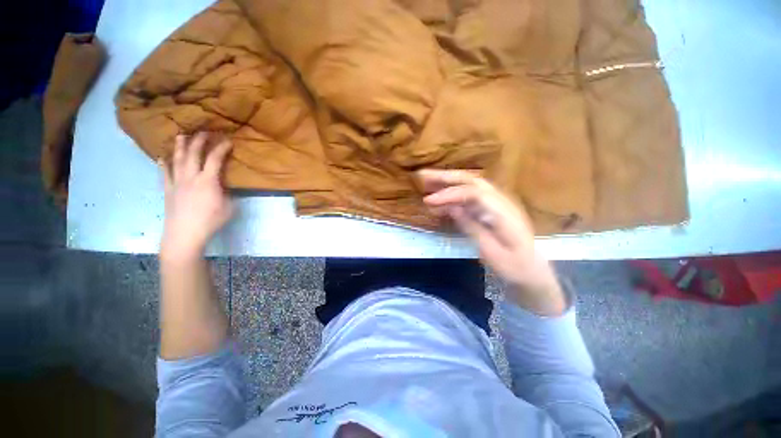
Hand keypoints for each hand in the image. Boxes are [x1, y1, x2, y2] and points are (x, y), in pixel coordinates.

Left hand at [159, 133, 233, 261]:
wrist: (185, 234)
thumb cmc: (211, 221)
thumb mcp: (229, 207)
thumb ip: (227, 193)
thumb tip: (225, 186)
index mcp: (208, 181)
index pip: (216, 159)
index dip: (222, 148)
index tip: (228, 141)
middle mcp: (191, 177)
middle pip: (194, 153)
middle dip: (199, 140)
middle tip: (204, 131)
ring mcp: (177, 182)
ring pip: (177, 159)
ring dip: (180, 146)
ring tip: (181, 135)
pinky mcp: (168, 190)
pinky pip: (164, 173)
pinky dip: (163, 164)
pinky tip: (162, 158)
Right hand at [418, 169, 565, 315]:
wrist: (532, 272)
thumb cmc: (513, 266)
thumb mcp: (490, 251)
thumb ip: (472, 226)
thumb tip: (452, 208)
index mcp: (503, 212)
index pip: (473, 193)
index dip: (449, 194)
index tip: (428, 200)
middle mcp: (501, 202)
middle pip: (472, 181)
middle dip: (446, 177)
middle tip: (423, 176)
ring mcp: (497, 204)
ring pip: (470, 186)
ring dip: (448, 183)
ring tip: (427, 183)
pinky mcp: (491, 210)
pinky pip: (470, 198)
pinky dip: (454, 197)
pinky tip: (441, 202)